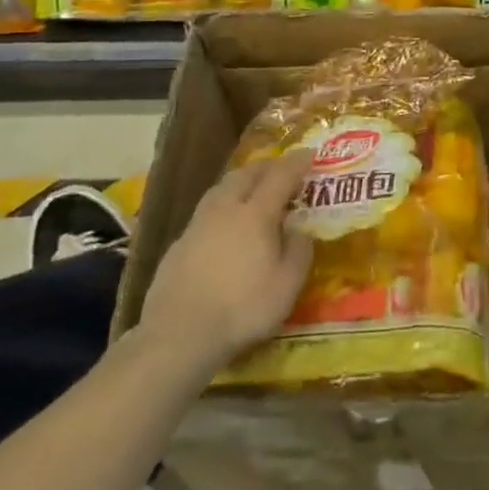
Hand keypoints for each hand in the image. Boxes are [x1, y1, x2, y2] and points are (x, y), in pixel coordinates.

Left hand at [136, 150, 315, 370]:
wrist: (179, 336)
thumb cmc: (243, 309)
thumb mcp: (287, 284)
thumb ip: (299, 250)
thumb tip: (300, 228)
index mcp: (255, 214)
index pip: (280, 177)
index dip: (297, 163)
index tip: (310, 153)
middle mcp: (225, 210)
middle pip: (246, 175)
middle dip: (266, 166)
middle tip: (282, 168)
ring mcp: (197, 226)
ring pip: (220, 189)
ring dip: (241, 182)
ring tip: (253, 188)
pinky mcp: (178, 245)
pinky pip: (206, 212)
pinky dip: (222, 206)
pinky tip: (224, 224)